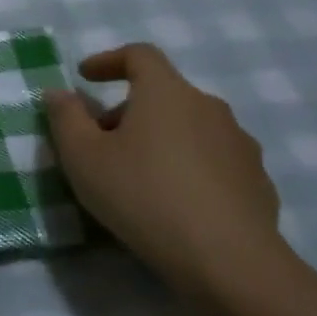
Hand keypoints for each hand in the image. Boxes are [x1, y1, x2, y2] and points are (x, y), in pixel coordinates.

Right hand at [44, 43, 280, 284]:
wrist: (228, 260)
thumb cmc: (143, 196)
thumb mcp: (83, 158)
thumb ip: (65, 118)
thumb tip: (59, 93)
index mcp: (166, 92)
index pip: (139, 55)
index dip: (108, 59)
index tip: (85, 77)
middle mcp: (208, 107)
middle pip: (163, 94)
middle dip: (127, 111)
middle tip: (101, 144)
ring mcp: (239, 143)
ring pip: (189, 127)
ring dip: (160, 139)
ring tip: (138, 177)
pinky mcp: (257, 180)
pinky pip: (213, 160)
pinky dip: (188, 167)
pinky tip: (174, 203)